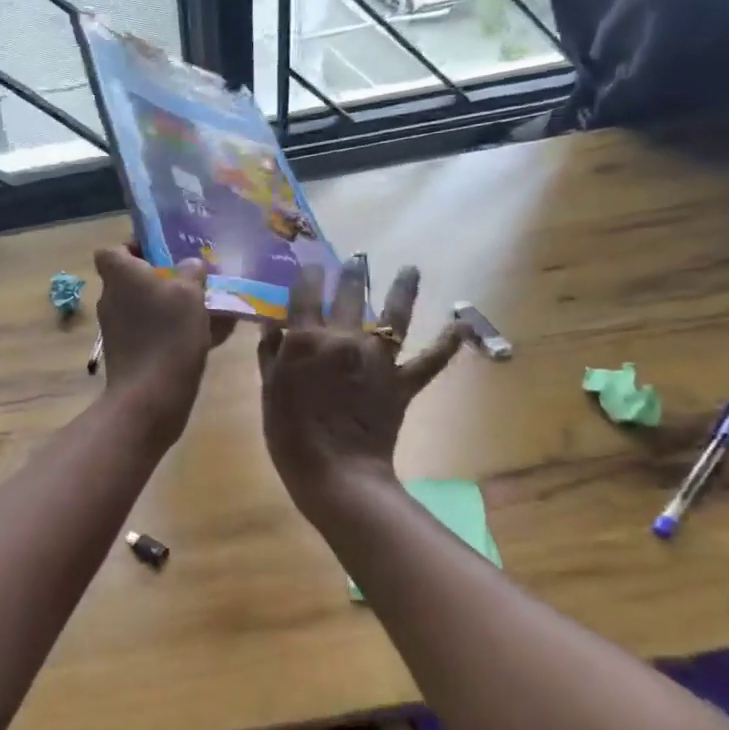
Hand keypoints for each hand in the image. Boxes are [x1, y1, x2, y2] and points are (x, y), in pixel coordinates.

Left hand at [94, 245, 229, 449]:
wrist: (150, 397)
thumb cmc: (168, 334)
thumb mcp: (190, 293)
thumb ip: (191, 272)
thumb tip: (191, 265)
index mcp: (120, 276)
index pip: (112, 250)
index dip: (133, 247)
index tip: (161, 252)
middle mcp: (111, 299)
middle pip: (131, 279)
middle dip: (160, 278)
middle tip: (192, 279)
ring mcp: (116, 329)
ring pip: (144, 307)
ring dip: (169, 305)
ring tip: (206, 307)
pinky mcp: (127, 354)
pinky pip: (151, 332)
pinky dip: (172, 331)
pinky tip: (207, 336)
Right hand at [259, 257, 464, 522]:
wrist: (335, 472)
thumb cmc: (290, 433)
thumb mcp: (268, 389)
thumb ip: (271, 354)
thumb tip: (274, 325)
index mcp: (306, 338)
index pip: (306, 293)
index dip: (309, 275)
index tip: (311, 264)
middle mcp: (344, 338)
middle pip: (351, 295)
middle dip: (352, 272)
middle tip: (357, 257)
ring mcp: (378, 358)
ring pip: (394, 315)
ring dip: (403, 289)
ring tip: (410, 269)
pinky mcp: (402, 382)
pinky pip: (429, 361)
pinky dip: (446, 345)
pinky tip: (459, 327)